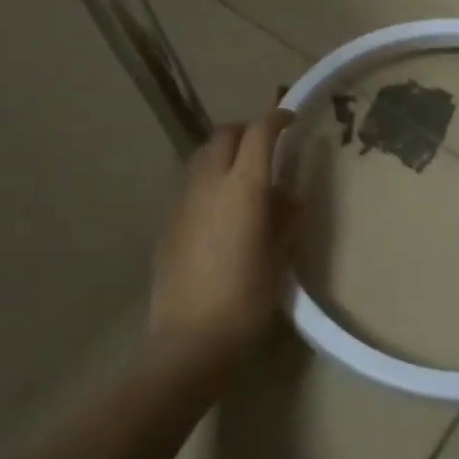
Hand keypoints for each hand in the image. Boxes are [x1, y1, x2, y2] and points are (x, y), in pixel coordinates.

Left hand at [148, 109, 296, 375]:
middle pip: (224, 135)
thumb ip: (284, 217)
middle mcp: (208, 184)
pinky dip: (209, 180)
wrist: (191, 339)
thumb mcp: (278, 255)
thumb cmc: (247, 298)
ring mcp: (182, 202)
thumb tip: (286, 195)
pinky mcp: (167, 222)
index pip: (259, 133)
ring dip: (224, 153)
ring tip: (243, 175)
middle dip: (247, 131)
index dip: (276, 119)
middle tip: (267, 147)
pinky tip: (221, 211)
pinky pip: (191, 185)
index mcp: (242, 187)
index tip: (291, 120)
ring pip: (202, 156)